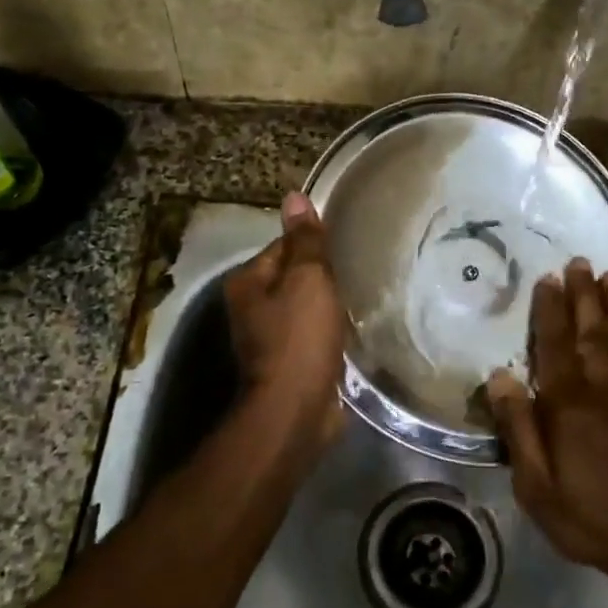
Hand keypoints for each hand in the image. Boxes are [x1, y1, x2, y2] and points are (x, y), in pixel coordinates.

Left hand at [225, 192, 345, 450]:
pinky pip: (313, 335)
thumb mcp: (307, 280)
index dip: (312, 244)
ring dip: (327, 305)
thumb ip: (304, 240)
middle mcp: (251, 309)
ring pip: (304, 308)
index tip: (344, 245)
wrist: (296, 411)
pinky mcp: (290, 364)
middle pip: (292, 278)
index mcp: (247, 283)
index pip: (282, 246)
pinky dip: (329, 331)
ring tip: (360, 295)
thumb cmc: (299, 339)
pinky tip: (352, 328)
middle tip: (358, 268)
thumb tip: (294, 196)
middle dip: (321, 275)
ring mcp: (269, 340)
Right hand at [487, 259, 607, 604]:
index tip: (548, 278)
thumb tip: (500, 377)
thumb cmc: (592, 520)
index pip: (555, 346)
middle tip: (583, 262)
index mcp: (570, 406)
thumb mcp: (536, 486)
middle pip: (595, 335)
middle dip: (587, 296)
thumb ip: (518, 428)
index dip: (550, 310)